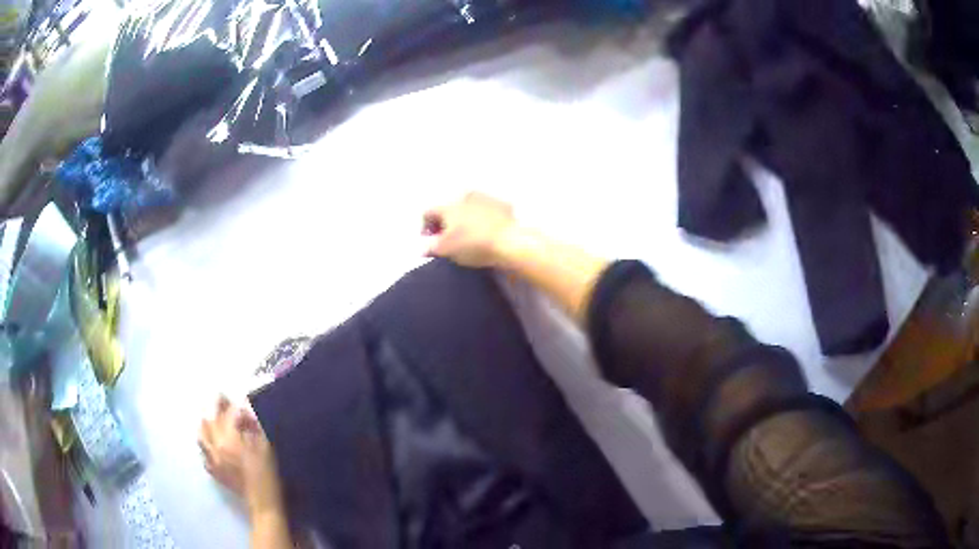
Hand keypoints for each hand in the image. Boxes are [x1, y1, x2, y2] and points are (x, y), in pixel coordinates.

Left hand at [199, 396, 283, 519]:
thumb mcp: (266, 446)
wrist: (264, 502)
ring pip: (203, 437)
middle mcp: (216, 448)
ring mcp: (214, 461)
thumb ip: (254, 427)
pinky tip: (210, 446)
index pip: (226, 417)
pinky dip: (206, 446)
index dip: (230, 406)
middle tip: (220, 400)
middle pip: (211, 424)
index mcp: (229, 440)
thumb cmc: (268, 474)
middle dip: (216, 411)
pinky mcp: (216, 473)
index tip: (230, 396)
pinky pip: (205, 456)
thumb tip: (245, 412)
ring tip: (208, 419)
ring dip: (206, 426)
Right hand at [422, 192, 516, 267]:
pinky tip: (488, 231)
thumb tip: (423, 248)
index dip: (425, 227)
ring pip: (469, 207)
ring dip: (466, 218)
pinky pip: (489, 211)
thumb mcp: (446, 251)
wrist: (510, 241)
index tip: (428, 240)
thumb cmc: (473, 245)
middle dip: (446, 222)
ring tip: (469, 234)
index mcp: (448, 207)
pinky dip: (485, 219)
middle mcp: (465, 197)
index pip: (428, 213)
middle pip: (449, 209)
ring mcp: (486, 199)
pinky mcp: (503, 205)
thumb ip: (431, 248)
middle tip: (448, 237)